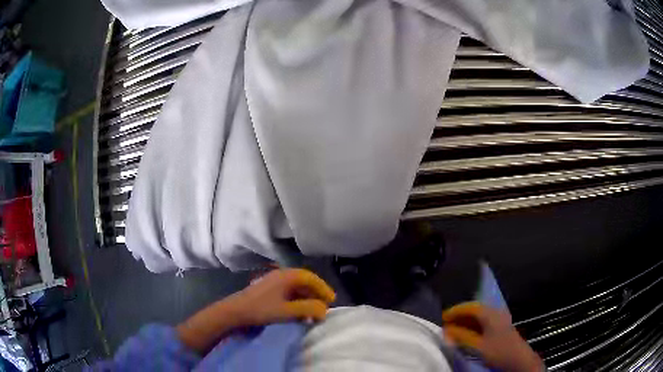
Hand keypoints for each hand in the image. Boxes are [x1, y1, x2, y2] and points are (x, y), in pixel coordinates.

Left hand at [233, 268, 336, 323]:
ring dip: (306, 299)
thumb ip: (308, 309)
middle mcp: (281, 275)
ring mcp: (273, 282)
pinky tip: (298, 312)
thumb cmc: (261, 309)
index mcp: (287, 276)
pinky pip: (288, 293)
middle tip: (324, 307)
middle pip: (304, 282)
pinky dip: (297, 301)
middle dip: (316, 294)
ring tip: (313, 312)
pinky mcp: (267, 290)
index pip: (311, 278)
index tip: (332, 301)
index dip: (323, 289)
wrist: (234, 311)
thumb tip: (324, 310)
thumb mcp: (287, 311)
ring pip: (296, 288)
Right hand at [442, 302, 543, 371]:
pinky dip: (472, 326)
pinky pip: (483, 322)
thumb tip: (447, 330)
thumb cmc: (499, 351)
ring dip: (465, 321)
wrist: (519, 359)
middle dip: (459, 316)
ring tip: (453, 329)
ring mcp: (499, 319)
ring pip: (479, 316)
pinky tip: (466, 333)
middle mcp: (496, 313)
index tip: (442, 317)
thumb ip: (462, 337)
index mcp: (490, 314)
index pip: (470, 307)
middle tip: (446, 324)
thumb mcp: (478, 346)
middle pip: (475, 310)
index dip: (456, 311)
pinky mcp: (500, 327)